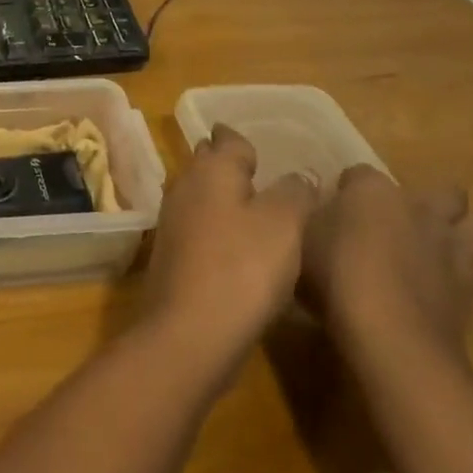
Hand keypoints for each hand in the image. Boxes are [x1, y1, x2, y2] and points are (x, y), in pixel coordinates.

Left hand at [140, 124, 317, 384]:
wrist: (189, 333)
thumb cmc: (243, 268)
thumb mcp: (285, 224)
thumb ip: (295, 192)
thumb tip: (300, 174)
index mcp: (212, 169)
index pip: (228, 139)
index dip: (245, 142)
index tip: (262, 150)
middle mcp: (186, 186)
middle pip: (208, 164)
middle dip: (229, 165)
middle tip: (260, 175)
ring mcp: (173, 222)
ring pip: (201, 197)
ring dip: (223, 199)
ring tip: (255, 212)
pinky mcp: (172, 257)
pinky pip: (198, 229)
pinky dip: (216, 230)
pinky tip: (237, 250)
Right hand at [301, 165, 472, 359]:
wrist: (390, 333)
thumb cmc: (337, 276)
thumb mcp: (302, 239)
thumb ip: (313, 216)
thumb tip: (317, 204)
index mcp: (373, 191)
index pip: (360, 173)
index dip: (350, 188)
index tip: (338, 206)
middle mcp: (420, 209)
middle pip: (445, 192)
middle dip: (433, 201)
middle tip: (407, 221)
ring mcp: (453, 247)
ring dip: (467, 232)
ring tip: (446, 246)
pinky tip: (458, 281)